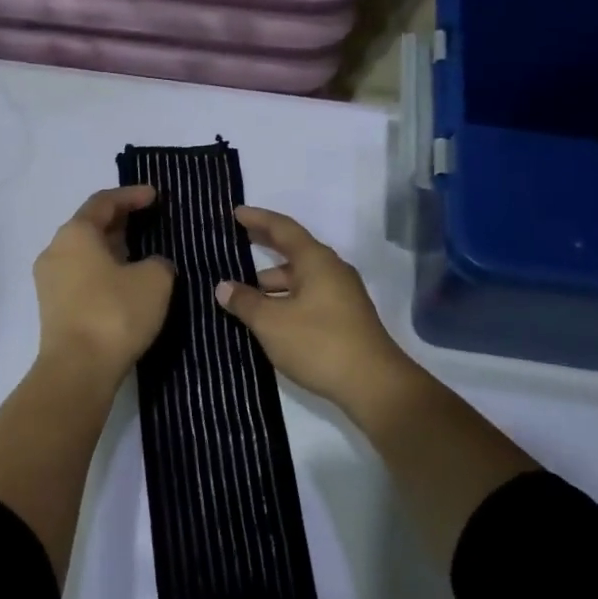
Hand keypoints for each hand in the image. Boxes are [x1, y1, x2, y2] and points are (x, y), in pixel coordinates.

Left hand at [34, 185, 174, 385]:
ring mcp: (50, 281)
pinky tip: (125, 282)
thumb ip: (158, 262)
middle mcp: (55, 250)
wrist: (78, 370)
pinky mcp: (53, 308)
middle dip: (120, 221)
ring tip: (140, 252)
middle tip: (149, 220)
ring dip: (111, 248)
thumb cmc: (115, 313)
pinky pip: (81, 276)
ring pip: (84, 253)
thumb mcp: (155, 280)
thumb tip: (150, 266)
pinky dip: (103, 271)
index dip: (131, 195)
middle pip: (90, 225)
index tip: (155, 196)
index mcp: (76, 233)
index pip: (104, 202)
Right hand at [213, 206, 417, 412]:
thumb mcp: (272, 323)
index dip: (259, 219)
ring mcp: (341, 295)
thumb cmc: (319, 344)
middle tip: (236, 243)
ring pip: (300, 279)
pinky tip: (268, 317)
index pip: (283, 229)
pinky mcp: (344, 318)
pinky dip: (285, 299)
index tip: (236, 213)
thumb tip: (223, 287)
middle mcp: (332, 271)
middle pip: (293, 251)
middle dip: (264, 247)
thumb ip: (245, 302)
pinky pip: (308, 297)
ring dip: (272, 282)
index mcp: (317, 261)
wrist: (374, 384)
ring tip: (243, 293)